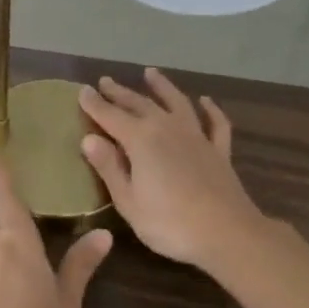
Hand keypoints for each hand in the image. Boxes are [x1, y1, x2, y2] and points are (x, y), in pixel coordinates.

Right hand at [79, 70, 265, 268]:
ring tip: (150, 73)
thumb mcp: (128, 201)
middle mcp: (167, 128)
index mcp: (140, 140)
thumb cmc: (169, 223)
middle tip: (105, 81)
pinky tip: (205, 101)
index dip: (95, 104)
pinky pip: (215, 123)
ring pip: (177, 102)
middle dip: (120, 92)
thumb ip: (109, 167)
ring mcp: (196, 137)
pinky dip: (210, 109)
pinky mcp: (218, 150)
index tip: (82, 91)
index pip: (110, 116)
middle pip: (139, 104)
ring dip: (163, 87)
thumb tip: (88, 139)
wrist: (227, 234)